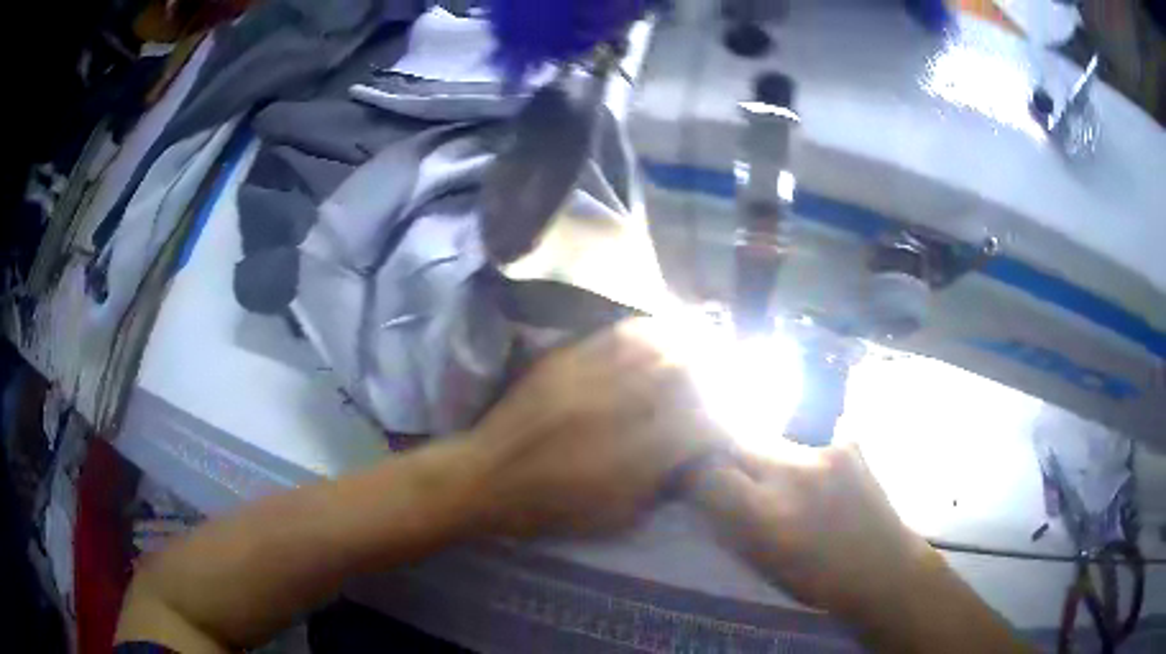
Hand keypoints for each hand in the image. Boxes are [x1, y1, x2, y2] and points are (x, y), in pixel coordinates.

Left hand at [462, 318, 723, 537]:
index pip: (696, 427)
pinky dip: (647, 331)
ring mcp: (591, 378)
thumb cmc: (551, 508)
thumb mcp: (613, 517)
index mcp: (632, 456)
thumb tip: (689, 459)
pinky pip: (616, 335)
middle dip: (710, 374)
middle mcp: (617, 410)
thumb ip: (657, 488)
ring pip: (654, 347)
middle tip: (721, 378)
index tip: (723, 424)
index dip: (717, 422)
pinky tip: (662, 329)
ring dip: (686, 344)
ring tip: (703, 345)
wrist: (487, 478)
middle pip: (683, 375)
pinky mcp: (567, 360)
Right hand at [693, 441, 932, 621]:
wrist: (882, 567)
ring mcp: (824, 453)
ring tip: (782, 486)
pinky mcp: (848, 445)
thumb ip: (730, 525)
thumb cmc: (817, 580)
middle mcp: (792, 473)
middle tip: (732, 476)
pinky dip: (803, 461)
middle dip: (727, 457)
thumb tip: (703, 494)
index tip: (693, 480)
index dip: (694, 473)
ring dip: (766, 460)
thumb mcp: (762, 564)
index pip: (708, 471)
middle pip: (739, 444)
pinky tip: (818, 483)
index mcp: (766, 514)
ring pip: (773, 442)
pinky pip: (809, 444)